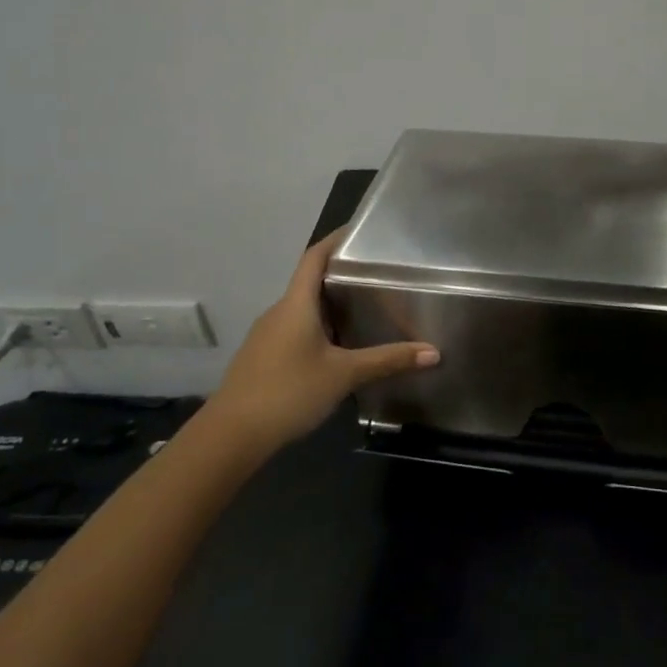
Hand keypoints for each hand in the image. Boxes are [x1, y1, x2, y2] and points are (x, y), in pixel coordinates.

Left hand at [203, 227, 438, 460]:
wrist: (231, 435)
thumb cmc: (289, 392)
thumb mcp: (344, 375)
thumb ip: (388, 360)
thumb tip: (434, 352)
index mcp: (296, 304)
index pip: (314, 257)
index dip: (335, 239)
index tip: (360, 230)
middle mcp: (279, 312)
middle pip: (310, 282)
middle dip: (341, 276)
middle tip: (377, 275)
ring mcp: (267, 336)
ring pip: (303, 309)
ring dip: (330, 305)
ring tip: (365, 309)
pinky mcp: (263, 357)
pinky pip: (295, 330)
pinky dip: (319, 328)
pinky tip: (339, 348)